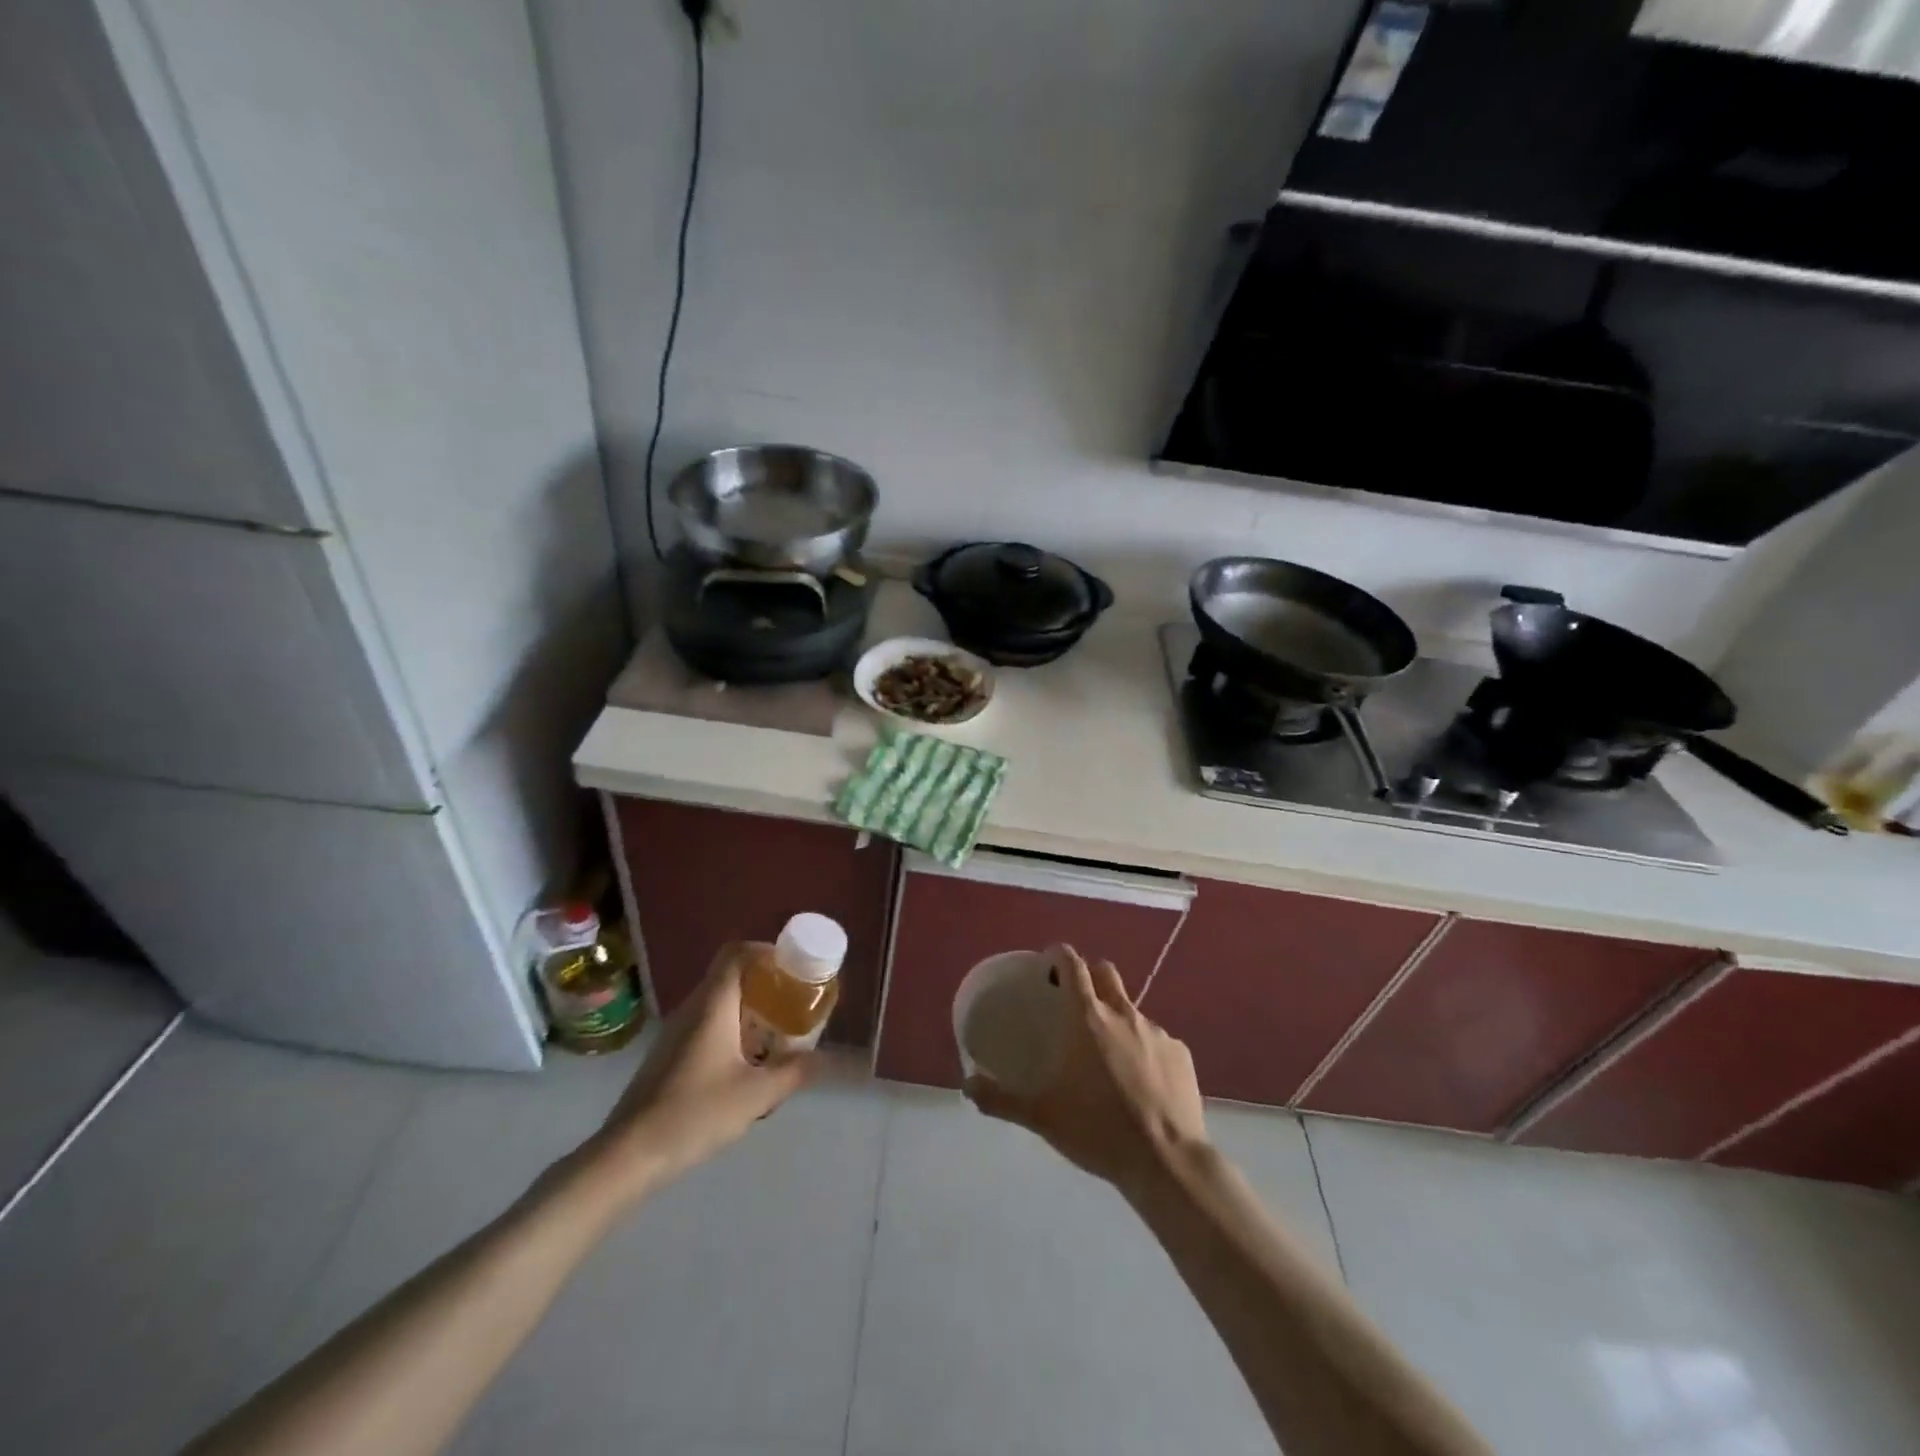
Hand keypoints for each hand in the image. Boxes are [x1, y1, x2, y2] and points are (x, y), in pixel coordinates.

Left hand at [584, 943, 815, 1201]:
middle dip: (765, 981)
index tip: (793, 966)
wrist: (628, 1156)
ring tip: (779, 1031)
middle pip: (731, 975)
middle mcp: (693, 1009)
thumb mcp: (756, 1094)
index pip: (737, 953)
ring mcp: (677, 1032)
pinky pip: (708, 1024)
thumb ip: (794, 1072)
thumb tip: (825, 1058)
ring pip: (719, 1002)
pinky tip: (748, 1062)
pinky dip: (733, 1028)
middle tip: (794, 999)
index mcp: (713, 1005)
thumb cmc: (695, 1114)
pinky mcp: (670, 1054)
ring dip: (750, 1007)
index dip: (766, 951)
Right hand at [965, 944, 1207, 1198]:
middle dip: (1090, 976)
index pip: (1072, 963)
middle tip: (1076, 1002)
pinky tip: (1142, 1083)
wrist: (1166, 1162)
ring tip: (1109, 1056)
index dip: (1059, 954)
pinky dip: (1145, 1050)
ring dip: (1117, 1020)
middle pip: (1106, 972)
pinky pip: (1158, 1040)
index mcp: (1087, 1018)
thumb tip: (966, 1086)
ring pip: (1132, 1009)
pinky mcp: (1181, 1054)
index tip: (1049, 961)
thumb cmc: (1097, 1130)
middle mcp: (1123, 1013)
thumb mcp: (1041, 1116)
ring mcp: (1157, 1031)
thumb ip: (1000, 1098)